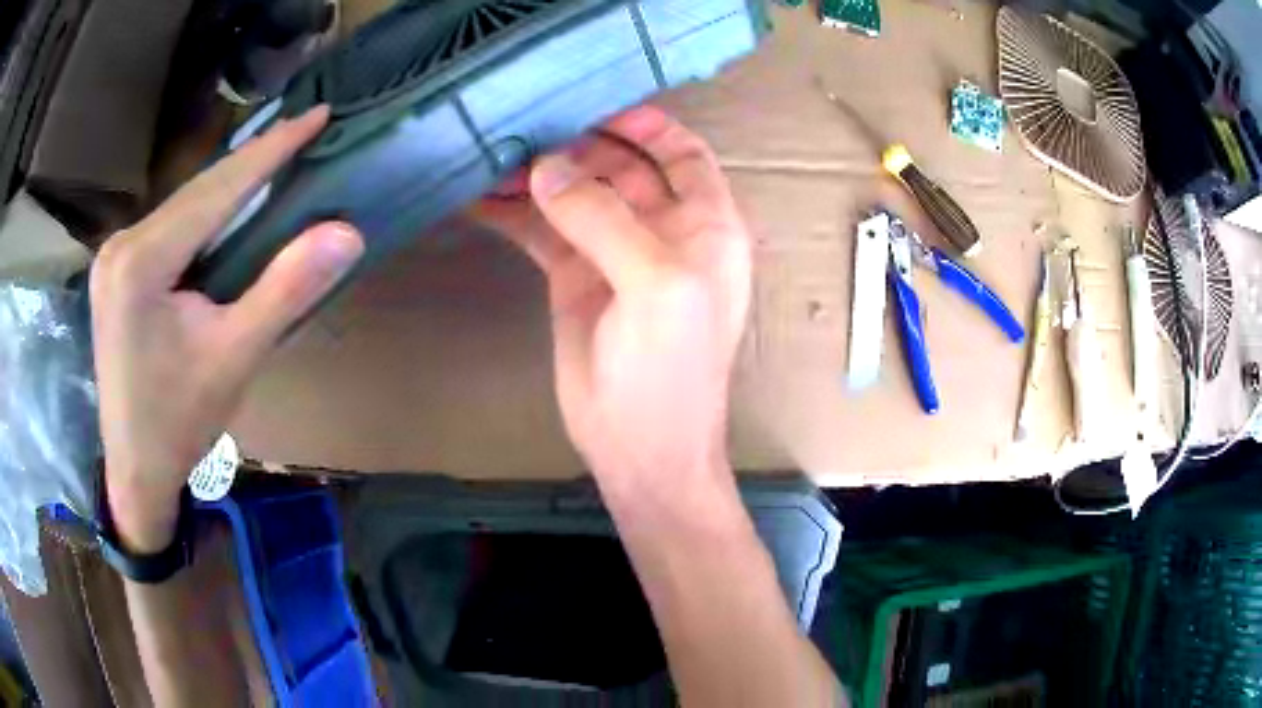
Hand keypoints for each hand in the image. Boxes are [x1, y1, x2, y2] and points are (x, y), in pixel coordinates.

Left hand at [91, 107, 363, 551]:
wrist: (135, 470)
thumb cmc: (180, 423)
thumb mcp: (235, 358)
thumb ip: (285, 290)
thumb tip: (347, 233)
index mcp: (142, 262)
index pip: (217, 189)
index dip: (270, 149)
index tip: (315, 113)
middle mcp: (122, 244)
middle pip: (197, 191)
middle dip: (251, 160)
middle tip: (303, 129)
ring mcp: (114, 256)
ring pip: (182, 206)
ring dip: (229, 185)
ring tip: (275, 159)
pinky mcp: (116, 271)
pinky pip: (169, 227)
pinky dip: (205, 213)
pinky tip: (228, 207)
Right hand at [473, 107, 751, 507]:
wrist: (639, 447)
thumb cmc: (671, 368)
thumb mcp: (656, 284)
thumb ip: (604, 219)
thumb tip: (547, 169)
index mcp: (706, 225)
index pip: (683, 155)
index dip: (646, 127)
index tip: (597, 107)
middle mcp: (662, 230)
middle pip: (619, 167)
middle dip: (576, 147)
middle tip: (524, 130)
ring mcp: (613, 253)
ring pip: (574, 196)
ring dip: (537, 176)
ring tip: (491, 158)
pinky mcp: (572, 279)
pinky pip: (541, 232)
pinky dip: (513, 213)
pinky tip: (477, 198)